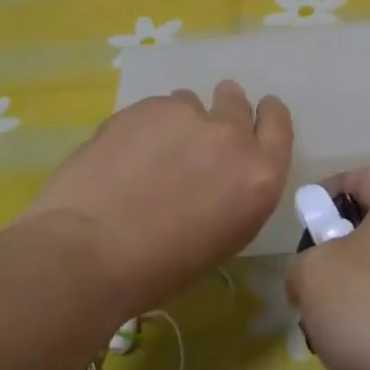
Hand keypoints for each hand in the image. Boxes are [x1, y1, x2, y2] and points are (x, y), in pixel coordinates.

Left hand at [24, 81, 292, 318]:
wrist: (91, 250)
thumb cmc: (161, 267)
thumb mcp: (225, 236)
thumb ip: (236, 191)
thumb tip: (220, 173)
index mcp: (260, 176)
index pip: (278, 124)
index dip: (267, 116)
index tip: (258, 115)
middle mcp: (231, 137)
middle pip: (236, 103)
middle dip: (225, 111)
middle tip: (201, 134)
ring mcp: (186, 116)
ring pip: (191, 103)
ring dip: (181, 122)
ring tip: (153, 152)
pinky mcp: (145, 107)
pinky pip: (156, 107)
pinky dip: (147, 124)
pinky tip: (124, 153)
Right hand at [287, 167, 369, 369]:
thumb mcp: (313, 271)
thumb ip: (301, 262)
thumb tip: (308, 276)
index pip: (366, 175)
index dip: (329, 190)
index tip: (304, 219)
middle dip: (336, 251)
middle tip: (310, 276)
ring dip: (350, 296)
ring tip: (323, 323)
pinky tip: (352, 354)